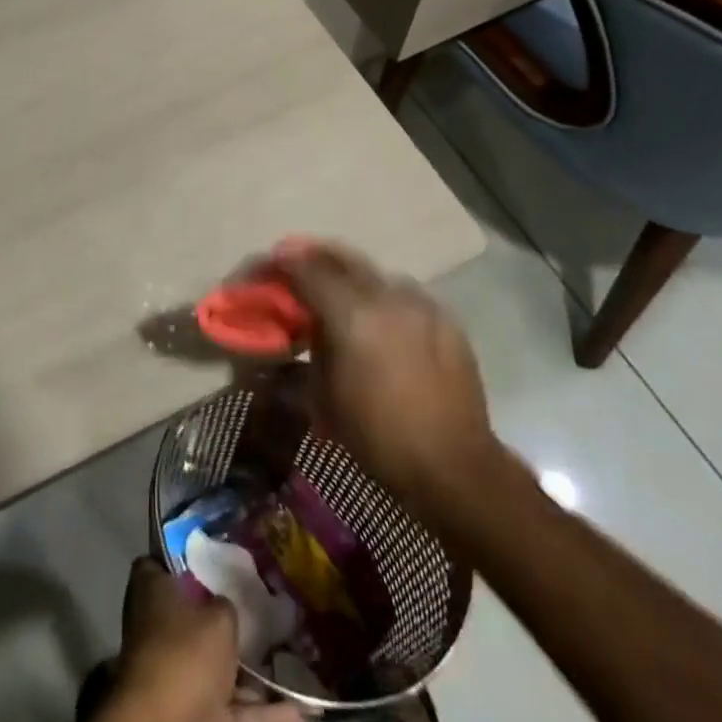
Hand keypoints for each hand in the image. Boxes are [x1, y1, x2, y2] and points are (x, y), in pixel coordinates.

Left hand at [110, 560, 304, 721]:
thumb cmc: (185, 654)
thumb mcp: (219, 617)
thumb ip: (226, 607)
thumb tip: (224, 607)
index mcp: (152, 588)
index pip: (164, 562)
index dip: (189, 560)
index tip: (218, 561)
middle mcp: (156, 626)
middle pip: (193, 615)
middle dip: (225, 621)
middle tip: (261, 614)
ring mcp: (171, 673)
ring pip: (215, 668)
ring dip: (252, 677)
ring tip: (292, 671)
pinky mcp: (187, 716)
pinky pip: (227, 710)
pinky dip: (258, 717)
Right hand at [267, 238, 503, 522]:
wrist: (455, 466)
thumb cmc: (379, 437)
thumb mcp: (324, 396)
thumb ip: (312, 347)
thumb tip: (304, 327)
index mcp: (352, 314)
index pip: (306, 269)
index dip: (281, 263)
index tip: (266, 265)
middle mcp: (386, 296)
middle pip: (341, 257)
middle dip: (312, 255)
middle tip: (293, 261)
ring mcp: (420, 303)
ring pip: (374, 272)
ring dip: (349, 274)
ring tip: (336, 291)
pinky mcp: (445, 318)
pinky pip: (403, 294)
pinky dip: (381, 296)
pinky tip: (378, 317)